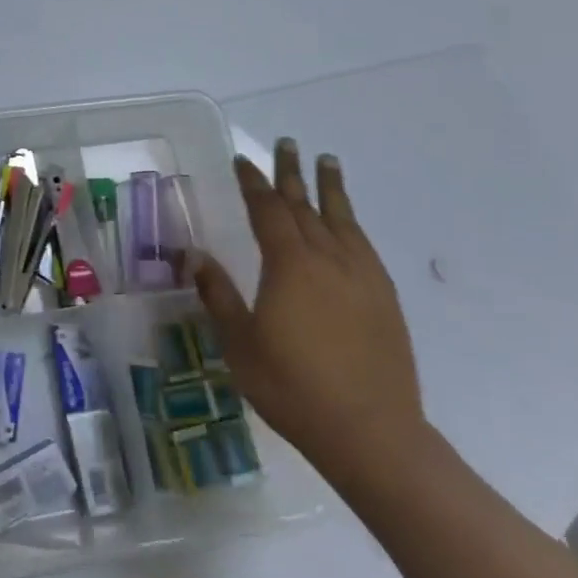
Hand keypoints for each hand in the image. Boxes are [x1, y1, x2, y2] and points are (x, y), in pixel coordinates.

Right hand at [194, 141, 425, 484]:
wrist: (372, 433)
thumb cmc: (293, 387)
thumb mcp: (240, 343)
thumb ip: (217, 294)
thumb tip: (193, 254)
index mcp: (290, 265)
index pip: (268, 209)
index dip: (254, 182)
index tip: (244, 160)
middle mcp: (328, 259)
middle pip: (306, 205)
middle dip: (292, 173)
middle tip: (287, 143)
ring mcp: (362, 277)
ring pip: (342, 219)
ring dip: (330, 188)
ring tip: (327, 162)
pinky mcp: (384, 298)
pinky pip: (363, 245)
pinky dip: (351, 224)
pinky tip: (348, 224)